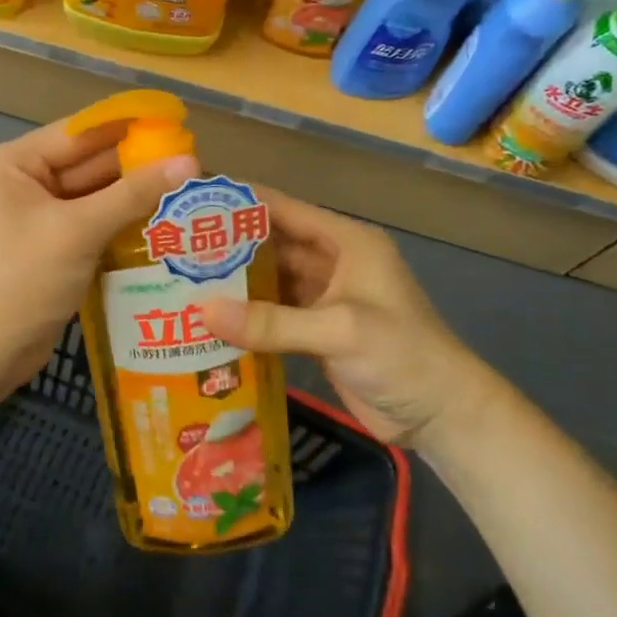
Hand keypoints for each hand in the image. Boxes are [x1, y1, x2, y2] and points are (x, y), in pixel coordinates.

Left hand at [0, 119, 199, 391]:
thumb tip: (191, 162)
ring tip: (189, 189)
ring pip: (92, 195)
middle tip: (193, 163)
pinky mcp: (46, 244)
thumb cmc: (22, 280)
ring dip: (133, 195)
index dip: (128, 127)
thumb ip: (134, 194)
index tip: (177, 123)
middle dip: (136, 165)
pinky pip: (89, 221)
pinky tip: (163, 220)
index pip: (78, 133)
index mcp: (9, 163)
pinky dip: (120, 221)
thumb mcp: (79, 231)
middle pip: (86, 163)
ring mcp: (31, 214)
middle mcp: (17, 180)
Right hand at [199, 189, 501, 450]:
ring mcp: (324, 299)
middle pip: (271, 245)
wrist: (442, 415)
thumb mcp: (339, 330)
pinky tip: (209, 320)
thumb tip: (201, 312)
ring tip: (181, 279)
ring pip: (269, 281)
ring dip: (234, 283)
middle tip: (174, 245)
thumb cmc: (402, 355)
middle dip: (228, 244)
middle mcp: (332, 262)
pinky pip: (273, 316)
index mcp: (346, 242)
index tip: (191, 200)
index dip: (240, 201)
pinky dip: (246, 317)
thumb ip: (271, 321)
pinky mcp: (316, 332)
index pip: (284, 209)